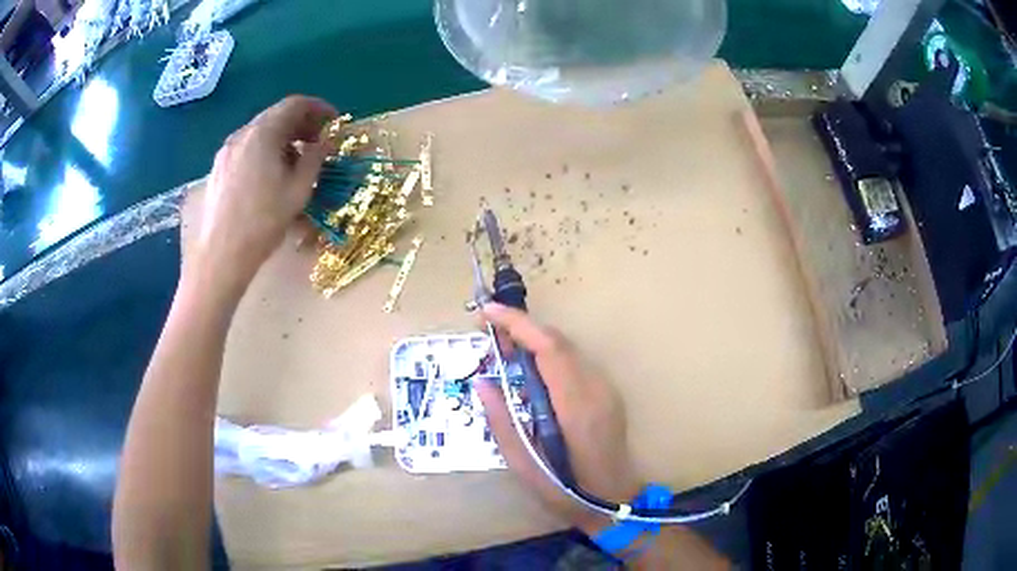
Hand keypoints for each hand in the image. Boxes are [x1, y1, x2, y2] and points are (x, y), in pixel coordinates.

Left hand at [194, 95, 336, 291]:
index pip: (295, 104)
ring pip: (260, 132)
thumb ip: (315, 158)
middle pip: (276, 115)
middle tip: (318, 142)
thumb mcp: (299, 190)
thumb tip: (326, 142)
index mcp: (263, 133)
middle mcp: (242, 134)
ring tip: (295, 161)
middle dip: (301, 124)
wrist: (221, 255)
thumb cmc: (263, 222)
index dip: (319, 109)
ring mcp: (226, 151)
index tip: (334, 123)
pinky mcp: (218, 168)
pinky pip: (246, 148)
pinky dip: (264, 150)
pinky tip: (270, 174)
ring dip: (283, 138)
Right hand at [475, 303, 643, 534]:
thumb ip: (501, 421)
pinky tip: (528, 369)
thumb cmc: (566, 491)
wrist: (613, 502)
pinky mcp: (607, 394)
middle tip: (487, 332)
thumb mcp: (524, 464)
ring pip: (567, 349)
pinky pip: (574, 363)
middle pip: (559, 342)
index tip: (488, 312)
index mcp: (577, 406)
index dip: (518, 324)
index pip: (549, 349)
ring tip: (501, 348)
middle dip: (521, 328)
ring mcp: (606, 389)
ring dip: (534, 340)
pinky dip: (547, 355)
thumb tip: (482, 382)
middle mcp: (596, 389)